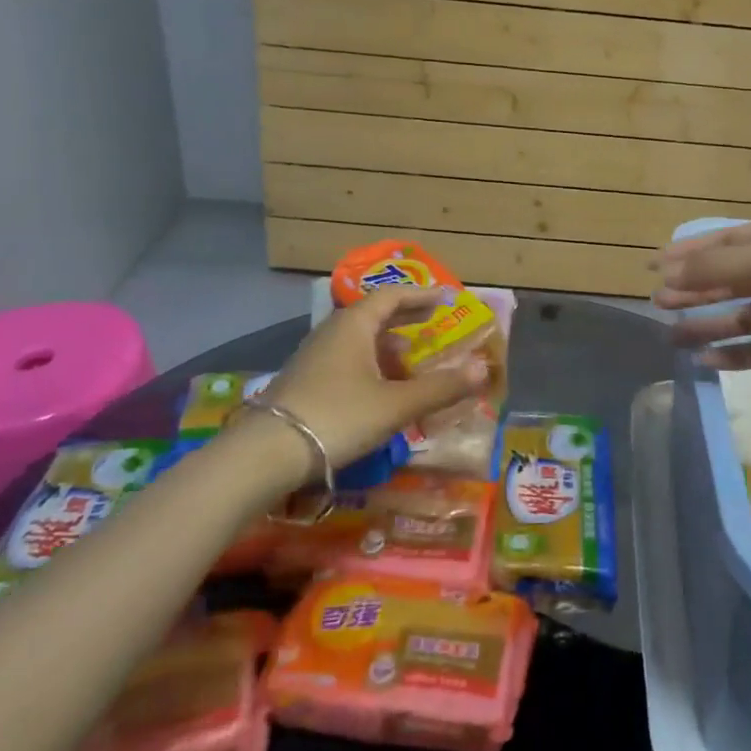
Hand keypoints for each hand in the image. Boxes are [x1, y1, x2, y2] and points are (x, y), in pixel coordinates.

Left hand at [254, 287, 488, 467]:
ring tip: (412, 363)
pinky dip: (372, 366)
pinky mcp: (306, 382)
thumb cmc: (338, 416)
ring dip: (389, 347)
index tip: (446, 298)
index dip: (421, 295)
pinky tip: (381, 391)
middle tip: (433, 326)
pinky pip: (348, 361)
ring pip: (360, 341)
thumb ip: (441, 387)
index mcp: (354, 325)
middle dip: (406, 320)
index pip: (392, 296)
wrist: (266, 454)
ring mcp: (315, 357)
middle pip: (375, 315)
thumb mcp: (396, 404)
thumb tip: (484, 369)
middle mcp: (333, 332)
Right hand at [654, 216, 750, 375]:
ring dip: (709, 326)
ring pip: (743, 317)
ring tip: (672, 336)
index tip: (651, 266)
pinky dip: (737, 356)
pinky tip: (708, 361)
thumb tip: (668, 274)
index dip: (688, 253)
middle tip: (656, 304)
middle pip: (730, 281)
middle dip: (694, 290)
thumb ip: (721, 267)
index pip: (724, 242)